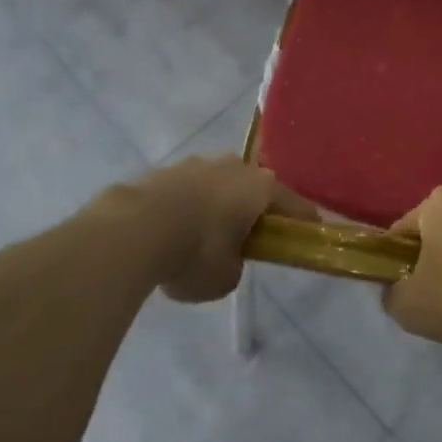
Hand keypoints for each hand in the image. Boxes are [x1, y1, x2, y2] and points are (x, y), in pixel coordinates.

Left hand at [113, 156, 316, 303]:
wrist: (133, 229)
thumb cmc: (195, 252)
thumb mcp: (225, 277)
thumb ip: (236, 265)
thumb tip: (227, 257)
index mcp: (260, 187)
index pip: (293, 205)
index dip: (302, 222)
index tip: (309, 234)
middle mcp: (233, 166)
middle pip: (252, 189)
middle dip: (252, 211)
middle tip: (247, 239)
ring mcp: (195, 164)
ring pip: (216, 186)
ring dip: (215, 207)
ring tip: (202, 238)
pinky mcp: (163, 171)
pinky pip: (185, 192)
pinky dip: (185, 209)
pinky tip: (172, 233)